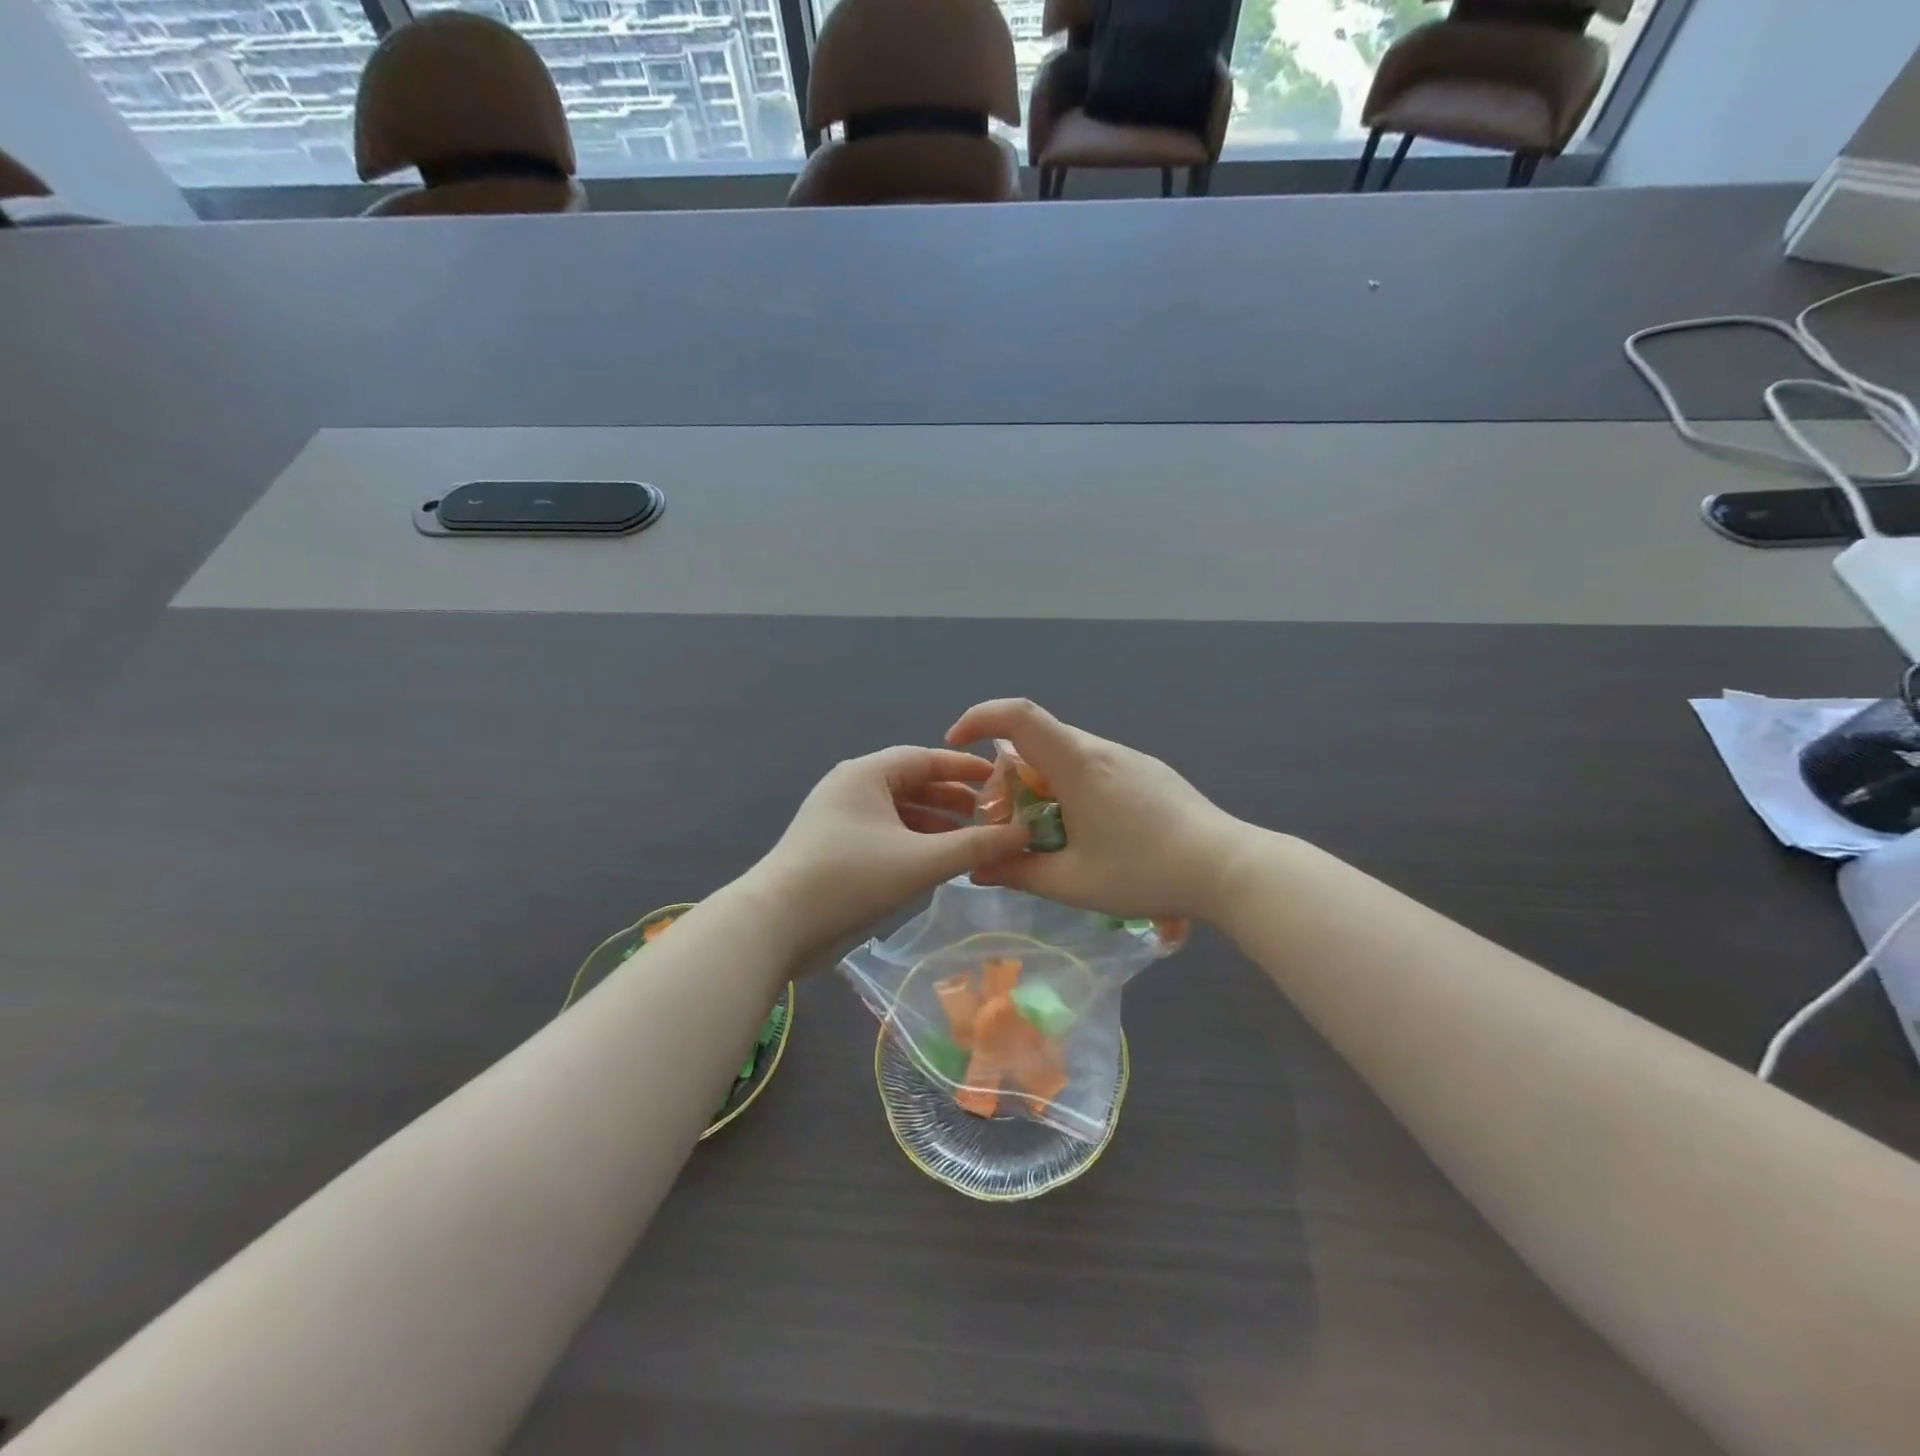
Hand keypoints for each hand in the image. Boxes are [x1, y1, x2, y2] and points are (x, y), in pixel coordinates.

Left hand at [747, 746, 1030, 954]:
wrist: (776, 924)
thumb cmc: (851, 878)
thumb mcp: (921, 861)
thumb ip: (975, 846)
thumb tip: (1022, 833)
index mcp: (867, 773)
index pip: (926, 758)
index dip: (965, 768)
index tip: (1000, 781)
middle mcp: (851, 787)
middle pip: (912, 784)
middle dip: (953, 801)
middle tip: (991, 817)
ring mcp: (838, 818)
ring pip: (898, 812)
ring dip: (934, 826)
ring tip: (970, 843)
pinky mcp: (833, 848)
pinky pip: (883, 834)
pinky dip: (912, 843)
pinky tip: (935, 863)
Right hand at [946, 699, 1249, 921]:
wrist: (1228, 867)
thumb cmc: (1145, 872)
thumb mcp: (1072, 883)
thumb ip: (1017, 872)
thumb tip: (978, 867)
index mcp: (1077, 765)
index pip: (1018, 715)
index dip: (980, 717)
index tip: (956, 743)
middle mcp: (1099, 750)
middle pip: (1037, 741)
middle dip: (1008, 776)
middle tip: (1006, 823)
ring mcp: (1127, 758)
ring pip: (1065, 756)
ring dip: (1040, 785)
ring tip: (1046, 834)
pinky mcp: (1147, 771)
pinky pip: (1092, 766)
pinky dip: (1069, 787)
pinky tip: (1086, 831)